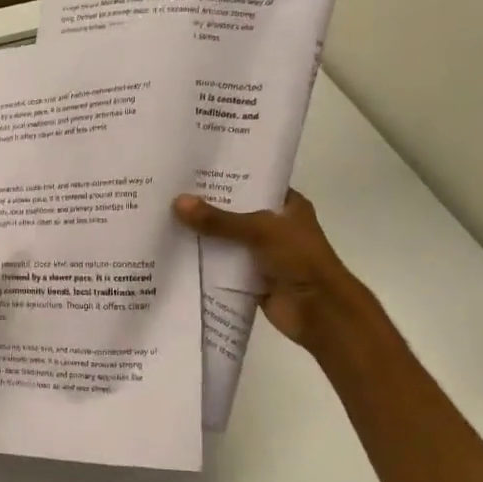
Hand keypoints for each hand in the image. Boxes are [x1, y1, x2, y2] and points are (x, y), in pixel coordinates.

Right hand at [172, 190, 367, 348]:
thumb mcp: (260, 230)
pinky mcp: (250, 278)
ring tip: (164, 218)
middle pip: (234, 213)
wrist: (318, 311)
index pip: (253, 184)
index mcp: (287, 206)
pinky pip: (222, 266)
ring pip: (226, 241)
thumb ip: (219, 220)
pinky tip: (174, 252)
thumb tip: (178, 202)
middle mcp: (275, 227)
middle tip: (169, 192)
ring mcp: (262, 254)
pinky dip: (203, 263)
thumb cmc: (299, 259)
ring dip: (202, 236)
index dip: (226, 178)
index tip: (192, 170)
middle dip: (206, 207)